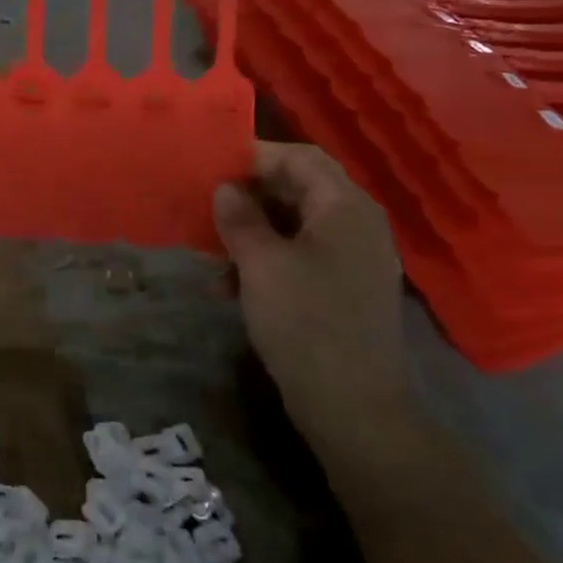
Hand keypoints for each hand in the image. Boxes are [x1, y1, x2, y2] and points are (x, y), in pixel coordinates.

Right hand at [214, 143, 409, 450]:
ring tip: (211, 250)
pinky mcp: (344, 291)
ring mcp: (353, 260)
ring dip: (252, 232)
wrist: (354, 406)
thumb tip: (225, 189)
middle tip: (206, 204)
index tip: (213, 165)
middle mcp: (356, 225)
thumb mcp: (261, 265)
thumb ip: (240, 219)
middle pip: (299, 189)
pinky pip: (301, 257)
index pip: (300, 158)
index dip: (256, 155)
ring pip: (295, 226)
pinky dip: (267, 261)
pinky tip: (231, 286)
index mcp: (344, 208)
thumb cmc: (306, 322)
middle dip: (249, 196)